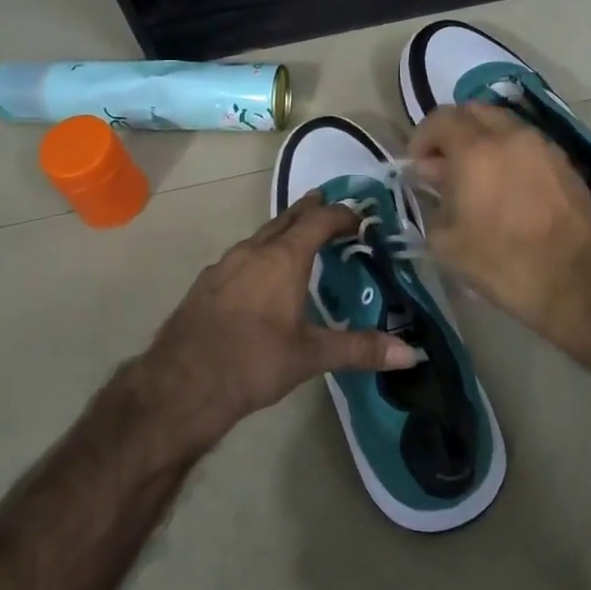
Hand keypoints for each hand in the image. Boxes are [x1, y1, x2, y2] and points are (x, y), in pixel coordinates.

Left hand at [138, 193, 421, 443]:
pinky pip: (241, 256)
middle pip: (286, 219)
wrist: (180, 385)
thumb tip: (410, 354)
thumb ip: (359, 349)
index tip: (359, 217)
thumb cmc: (252, 362)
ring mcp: (224, 265)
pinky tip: (260, 275)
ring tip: (298, 238)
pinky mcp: (206, 283)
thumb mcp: (311, 356)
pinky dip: (260, 253)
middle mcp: (252, 251)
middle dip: (309, 211)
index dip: (341, 214)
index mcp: (282, 258)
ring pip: (260, 236)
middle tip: (328, 204)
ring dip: (283, 231)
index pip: (318, 221)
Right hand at [407, 102, 590, 343]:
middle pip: (473, 111)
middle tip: (442, 164)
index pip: (440, 119)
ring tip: (475, 175)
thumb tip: (436, 182)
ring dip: (481, 139)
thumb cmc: (504, 264)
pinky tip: (505, 185)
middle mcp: (510, 136)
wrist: (579, 283)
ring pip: (502, 124)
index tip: (416, 164)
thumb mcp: (447, 243)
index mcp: (476, 150)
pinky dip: (508, 152)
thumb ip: (433, 202)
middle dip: (451, 131)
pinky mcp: (564, 162)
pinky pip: (526, 143)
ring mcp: (542, 146)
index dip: (421, 138)